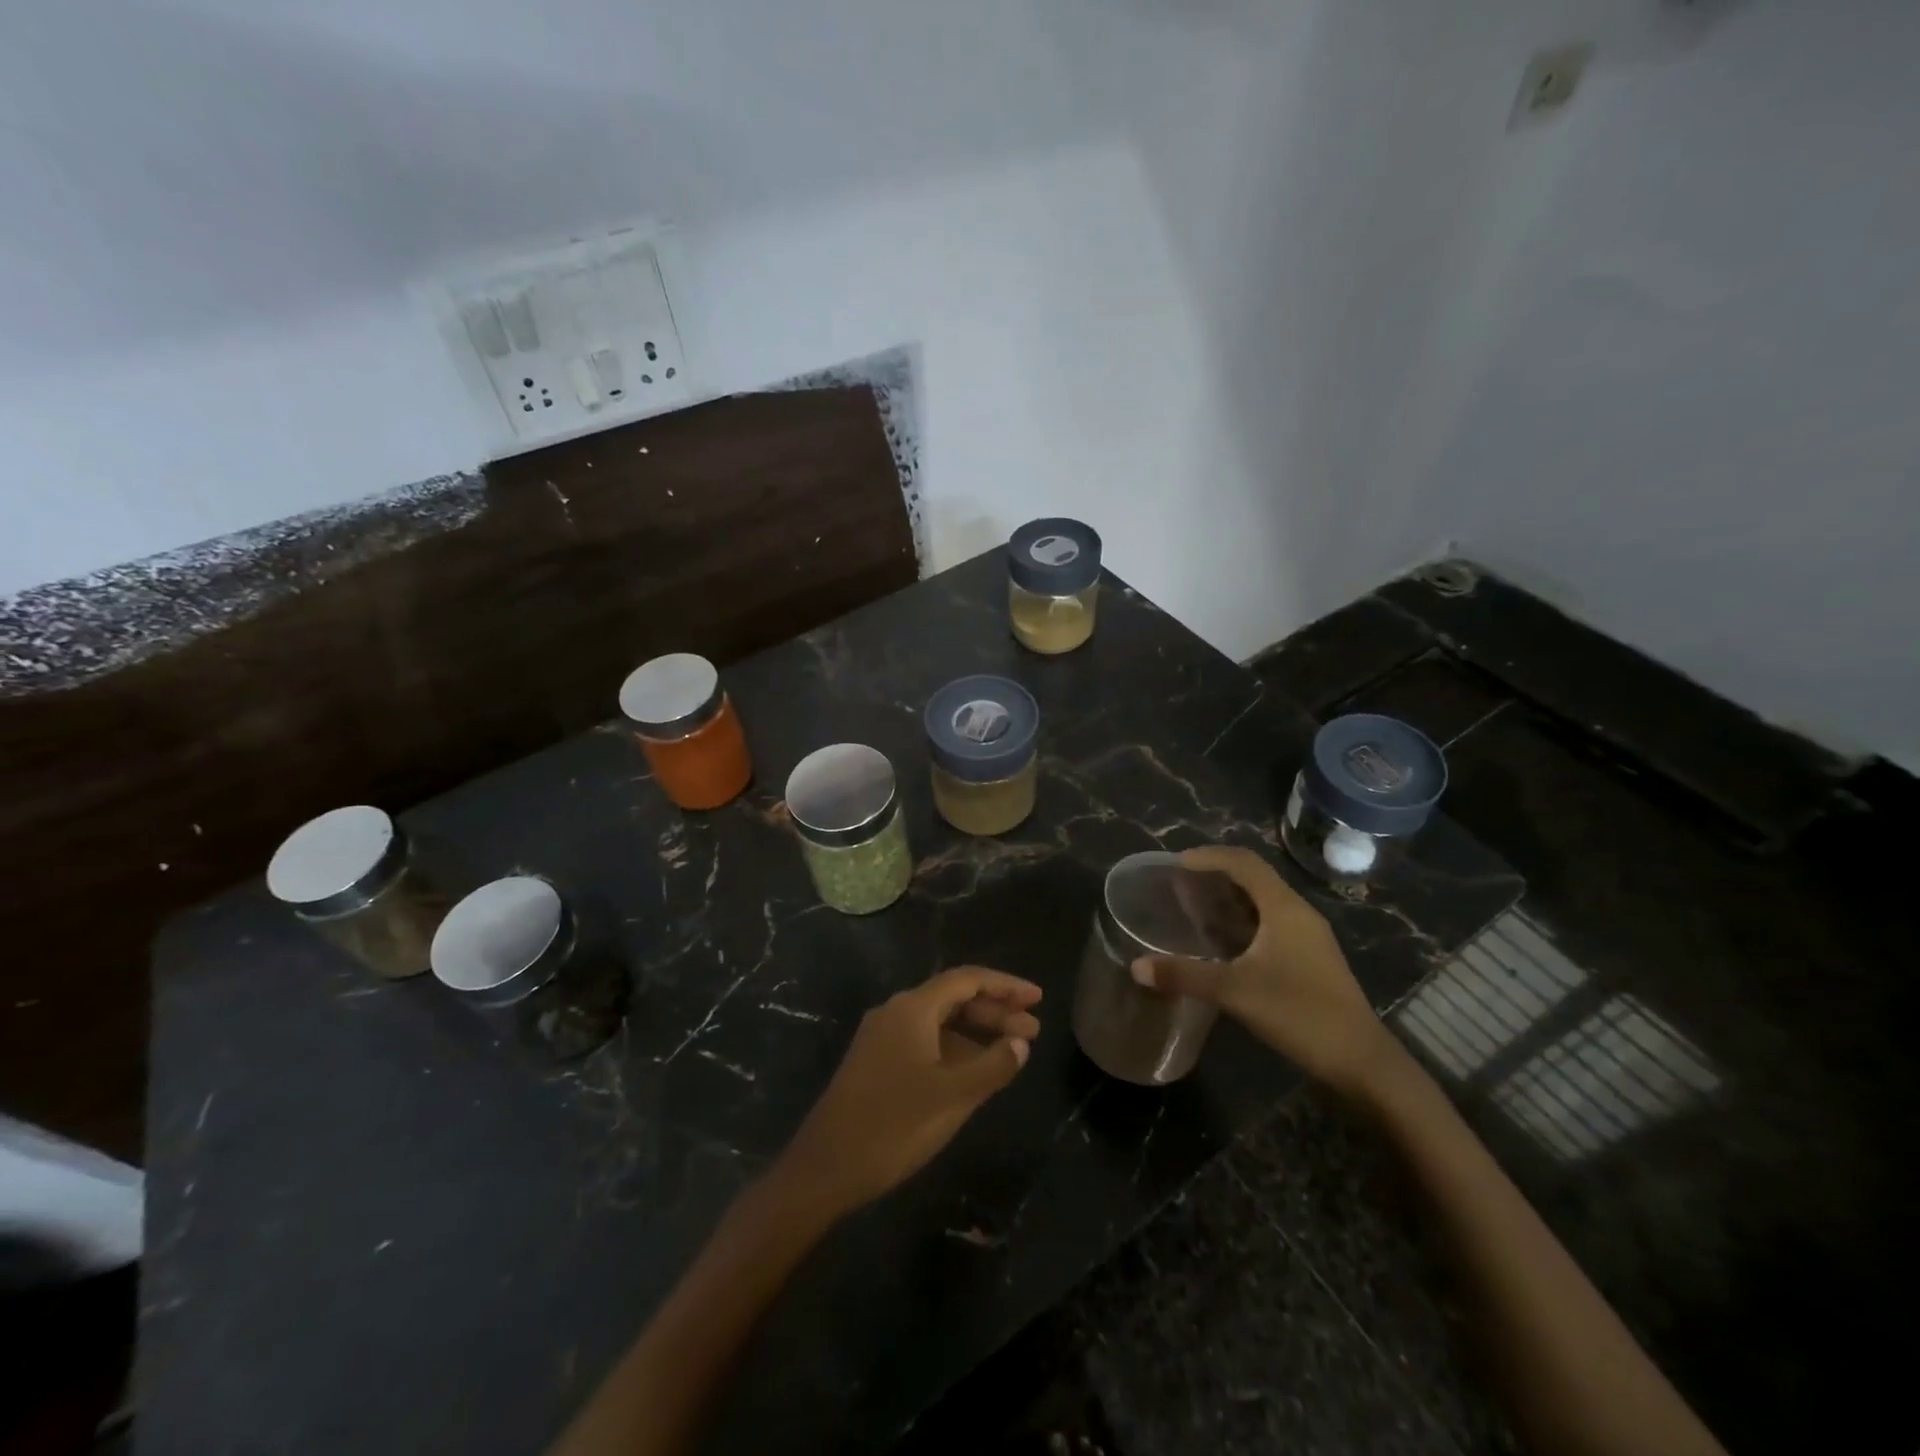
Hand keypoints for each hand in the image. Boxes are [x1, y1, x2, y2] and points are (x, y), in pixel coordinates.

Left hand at [774, 966, 1040, 1218]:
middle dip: (995, 1011)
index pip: (967, 980)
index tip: (1037, 998)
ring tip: (1013, 1051)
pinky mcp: (876, 1063)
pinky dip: (955, 1049)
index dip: (1005, 985)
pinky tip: (975, 1071)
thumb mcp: (952, 1096)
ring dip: (976, 1032)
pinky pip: (925, 1042)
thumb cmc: (893, 1125)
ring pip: (939, 1023)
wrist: (824, 1167)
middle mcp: (896, 1013)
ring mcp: (883, 1038)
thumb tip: (1021, 1042)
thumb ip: (993, 1065)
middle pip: (953, 999)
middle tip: (1033, 1029)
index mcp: (912, 1008)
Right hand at [1130, 846, 1396, 1095]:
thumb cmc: (1300, 1013)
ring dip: (1229, 899)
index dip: (1209, 856)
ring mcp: (1308, 937)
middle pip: (1254, 878)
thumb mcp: (1235, 992)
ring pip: (1263, 902)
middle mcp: (1298, 913)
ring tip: (1194, 908)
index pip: (1244, 863)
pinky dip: (1242, 921)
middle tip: (1179, 884)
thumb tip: (1136, 966)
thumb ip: (1185, 975)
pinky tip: (1223, 943)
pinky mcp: (1310, 958)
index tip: (1176, 864)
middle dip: (1216, 876)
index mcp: (1284, 908)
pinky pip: (1270, 923)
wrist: (1362, 1061)